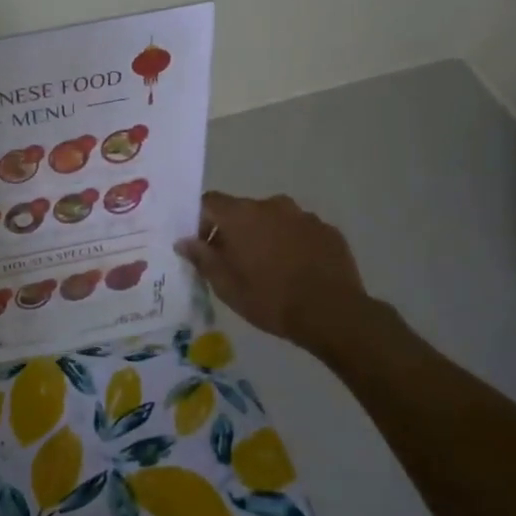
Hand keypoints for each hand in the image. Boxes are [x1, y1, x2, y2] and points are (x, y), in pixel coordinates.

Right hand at [174, 191, 379, 357]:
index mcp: (241, 215)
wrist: (331, 313)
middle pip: (243, 211)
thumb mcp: (225, 285)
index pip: (210, 202)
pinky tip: (297, 271)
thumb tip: (184, 241)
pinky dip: (293, 244)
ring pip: (274, 220)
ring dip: (266, 236)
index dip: (201, 221)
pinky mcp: (328, 230)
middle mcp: (272, 205)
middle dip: (235, 232)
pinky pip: (300, 231)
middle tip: (236, 263)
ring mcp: (304, 216)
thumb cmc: (269, 299)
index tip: (205, 247)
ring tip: (271, 269)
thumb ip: (202, 258)